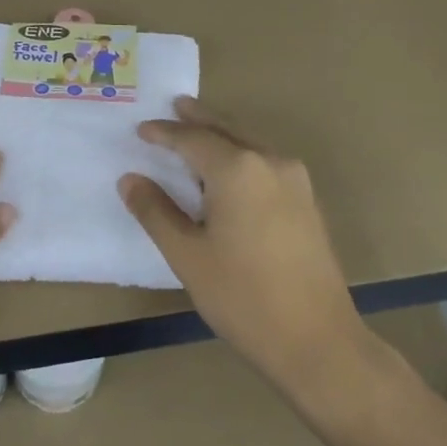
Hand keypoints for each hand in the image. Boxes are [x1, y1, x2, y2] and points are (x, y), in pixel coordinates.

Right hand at [120, 97, 364, 389]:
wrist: (316, 339)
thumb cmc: (242, 297)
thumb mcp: (187, 255)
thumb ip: (156, 211)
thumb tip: (130, 179)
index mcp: (238, 170)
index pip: (192, 140)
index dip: (164, 134)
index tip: (141, 130)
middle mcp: (270, 162)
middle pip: (227, 129)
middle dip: (199, 118)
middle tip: (176, 105)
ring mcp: (296, 181)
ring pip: (251, 143)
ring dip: (223, 134)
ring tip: (199, 130)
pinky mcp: (307, 201)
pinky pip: (266, 162)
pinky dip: (242, 154)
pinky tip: (231, 169)